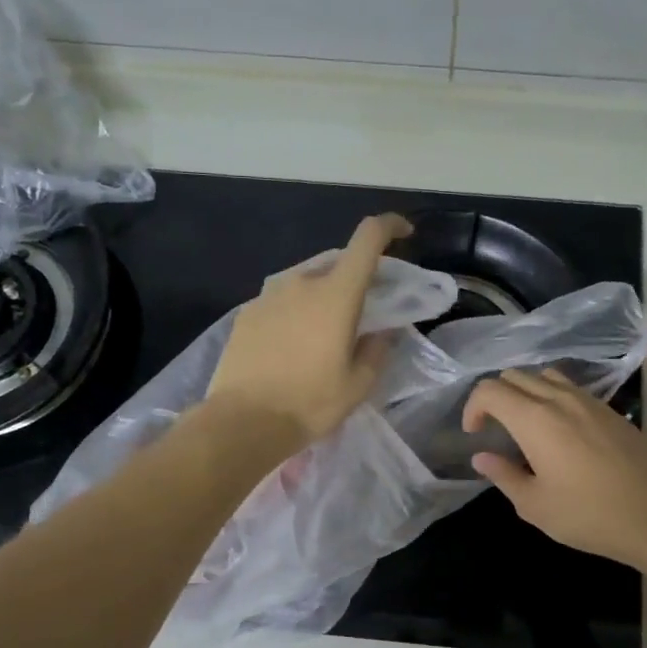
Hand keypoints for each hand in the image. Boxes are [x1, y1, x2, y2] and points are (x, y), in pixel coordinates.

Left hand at [208, 213, 413, 450]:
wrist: (242, 422)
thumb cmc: (309, 403)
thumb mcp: (358, 384)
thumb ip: (378, 349)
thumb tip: (383, 331)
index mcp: (336, 294)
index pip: (367, 238)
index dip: (389, 226)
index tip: (404, 233)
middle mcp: (301, 282)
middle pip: (337, 264)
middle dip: (356, 278)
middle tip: (364, 310)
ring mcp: (268, 295)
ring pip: (306, 283)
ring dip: (323, 297)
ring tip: (325, 332)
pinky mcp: (246, 313)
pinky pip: (281, 302)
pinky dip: (295, 312)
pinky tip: (293, 344)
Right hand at [461, 368, 646, 566]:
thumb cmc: (587, 515)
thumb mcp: (534, 505)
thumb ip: (503, 475)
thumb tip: (482, 457)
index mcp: (534, 420)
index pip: (490, 390)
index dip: (473, 407)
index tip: (475, 434)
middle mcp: (559, 399)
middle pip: (515, 376)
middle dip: (496, 397)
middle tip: (495, 429)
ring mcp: (589, 401)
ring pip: (545, 376)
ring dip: (526, 392)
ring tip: (526, 424)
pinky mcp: (610, 410)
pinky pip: (572, 389)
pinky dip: (553, 397)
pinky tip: (561, 431)